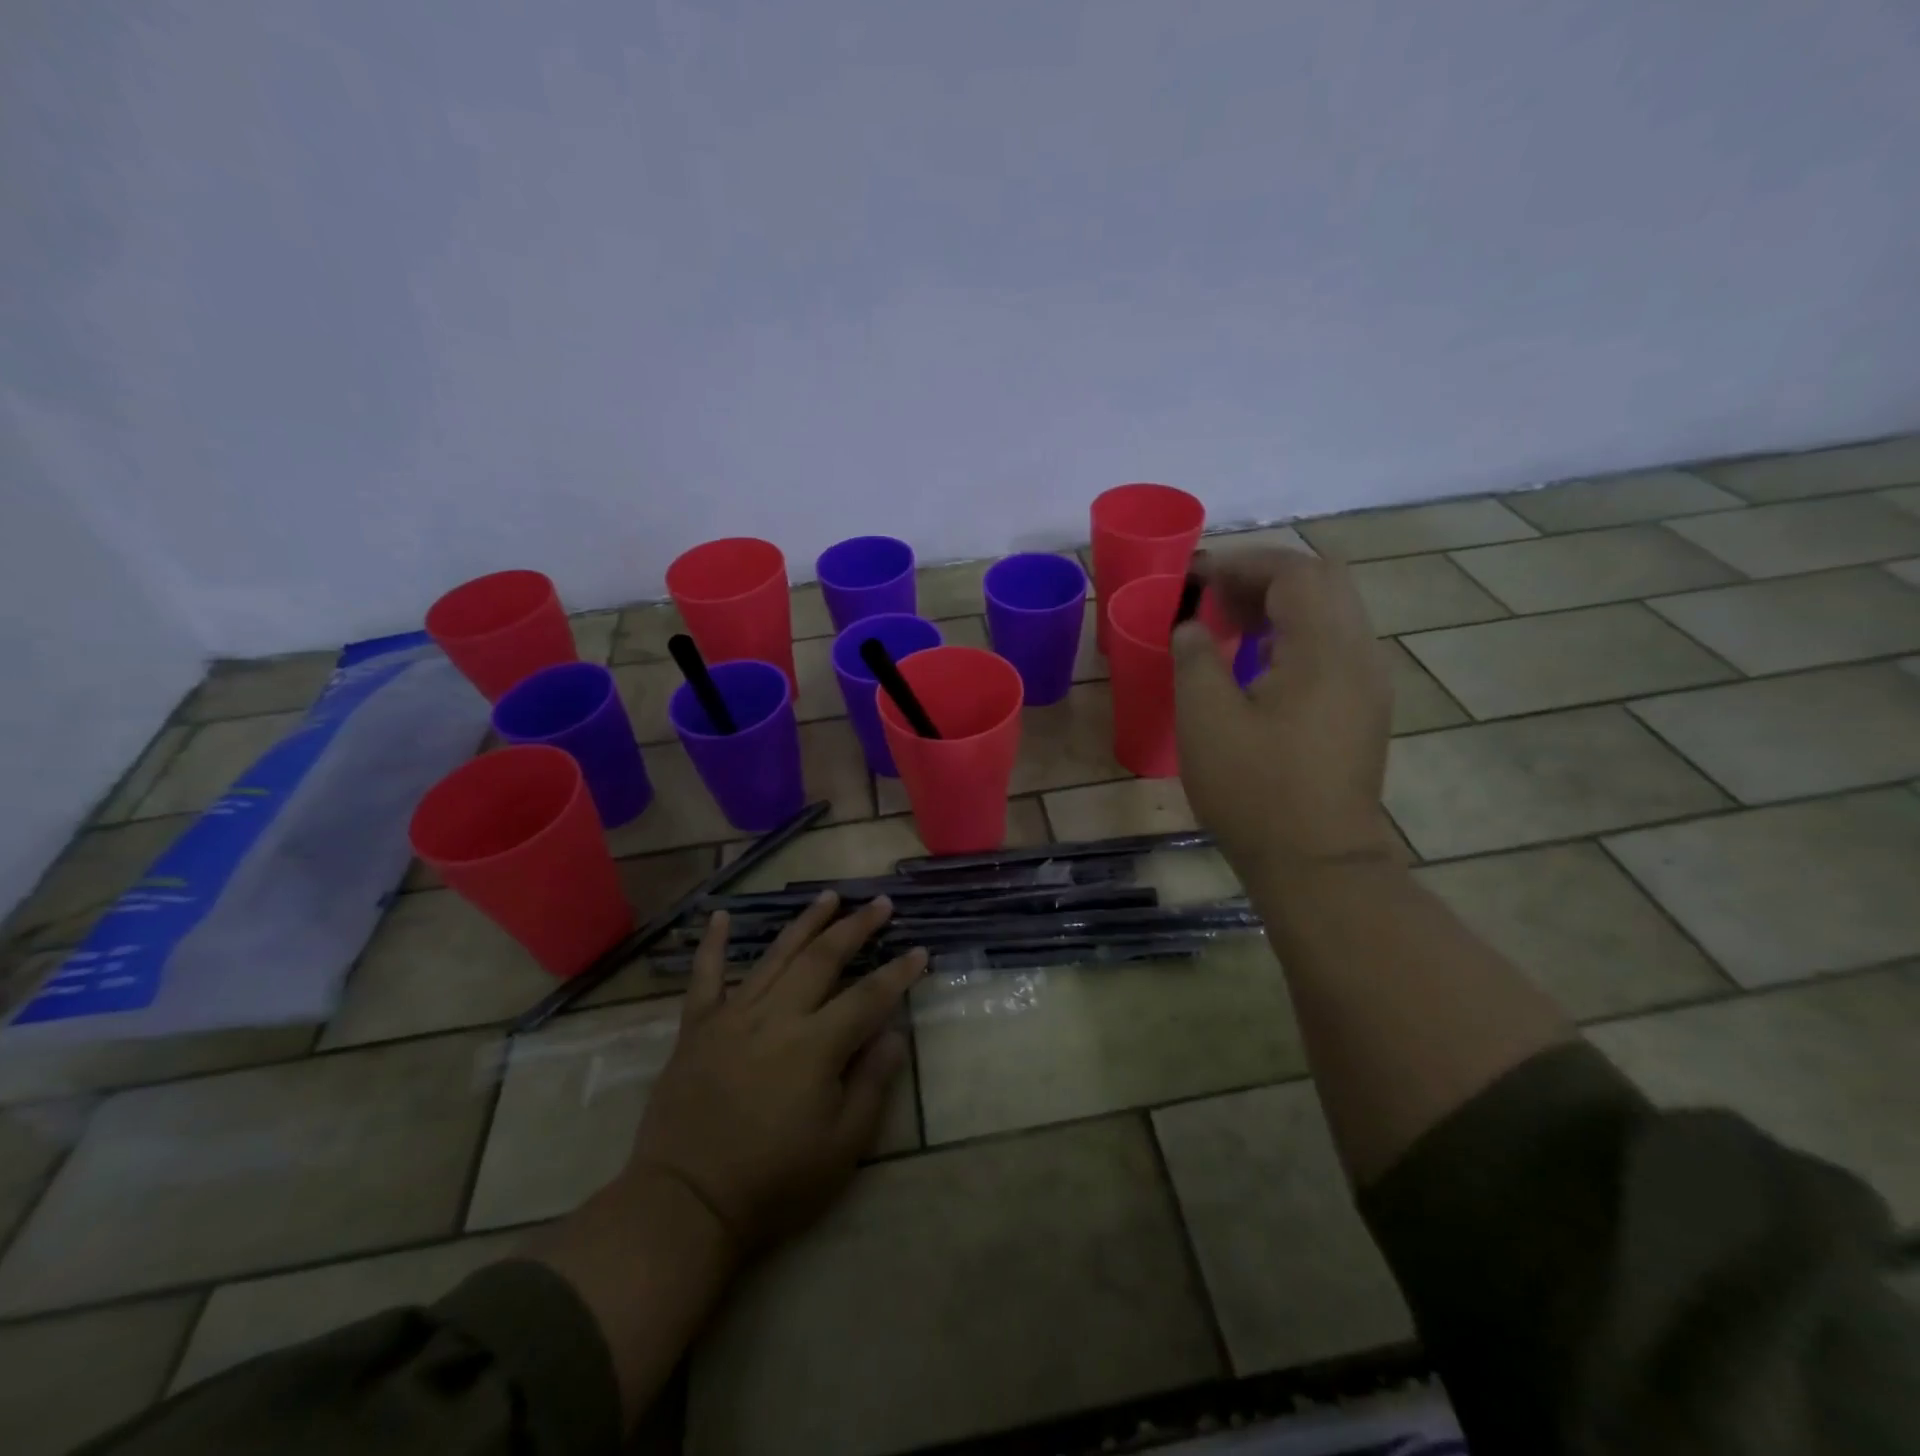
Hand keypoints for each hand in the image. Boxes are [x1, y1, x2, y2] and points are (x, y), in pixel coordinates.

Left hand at [627, 892, 925, 1253]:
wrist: (686, 1203)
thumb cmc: (773, 1182)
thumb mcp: (842, 1147)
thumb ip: (872, 1083)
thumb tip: (895, 1033)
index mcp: (816, 1045)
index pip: (869, 997)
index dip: (899, 973)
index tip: (920, 951)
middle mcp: (777, 1016)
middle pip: (824, 959)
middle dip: (856, 928)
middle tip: (880, 903)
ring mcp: (733, 1016)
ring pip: (776, 956)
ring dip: (806, 923)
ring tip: (829, 895)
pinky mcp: (697, 1027)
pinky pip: (704, 977)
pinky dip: (712, 944)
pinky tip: (719, 915)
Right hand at [1173, 547, 1398, 873]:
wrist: (1317, 863)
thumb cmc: (1255, 790)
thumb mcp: (1206, 720)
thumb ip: (1196, 658)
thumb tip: (1193, 626)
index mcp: (1325, 650)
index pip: (1294, 572)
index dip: (1241, 564)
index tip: (1195, 578)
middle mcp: (1360, 654)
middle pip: (1323, 582)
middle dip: (1265, 577)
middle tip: (1215, 597)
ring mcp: (1369, 683)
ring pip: (1333, 612)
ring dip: (1282, 605)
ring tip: (1230, 625)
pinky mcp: (1364, 709)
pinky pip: (1335, 645)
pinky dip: (1297, 634)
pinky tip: (1259, 663)